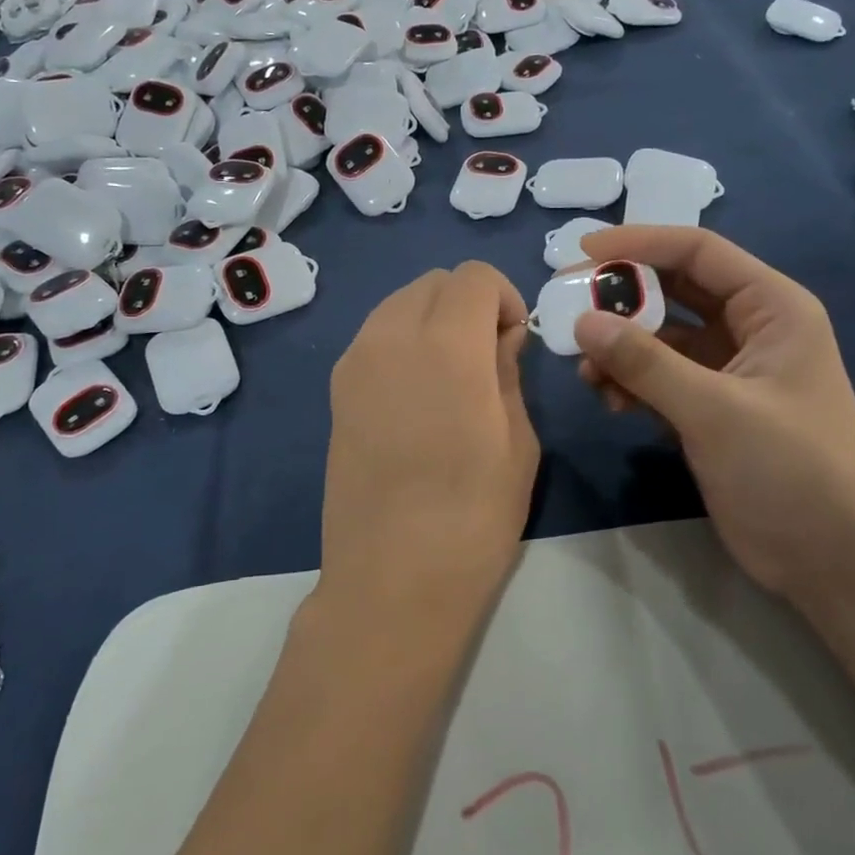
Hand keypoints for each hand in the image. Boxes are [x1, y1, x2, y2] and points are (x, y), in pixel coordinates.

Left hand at [319, 262, 538, 631]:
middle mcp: (391, 336)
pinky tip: (417, 394)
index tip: (513, 340)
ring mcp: (355, 361)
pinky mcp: (336, 389)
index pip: (473, 276)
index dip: (502, 297)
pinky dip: (402, 340)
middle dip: (467, 302)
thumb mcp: (517, 440)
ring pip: (398, 303)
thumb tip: (501, 338)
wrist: (391, 578)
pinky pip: (375, 336)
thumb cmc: (473, 516)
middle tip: (487, 355)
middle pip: (433, 282)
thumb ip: (507, 372)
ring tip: (451, 374)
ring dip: (432, 318)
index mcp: (446, 344)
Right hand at [572, 226, 854, 597]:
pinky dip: (631, 382)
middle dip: (621, 299)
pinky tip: (609, 400)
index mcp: (772, 308)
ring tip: (585, 370)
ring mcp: (728, 370)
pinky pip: (659, 377)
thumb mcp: (715, 410)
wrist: (832, 559)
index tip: (583, 250)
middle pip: (674, 291)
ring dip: (621, 348)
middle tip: (567, 306)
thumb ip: (646, 363)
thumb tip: (583, 322)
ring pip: (661, 338)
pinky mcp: (710, 408)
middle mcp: (750, 328)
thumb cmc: (790, 470)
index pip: (698, 253)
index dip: (640, 244)